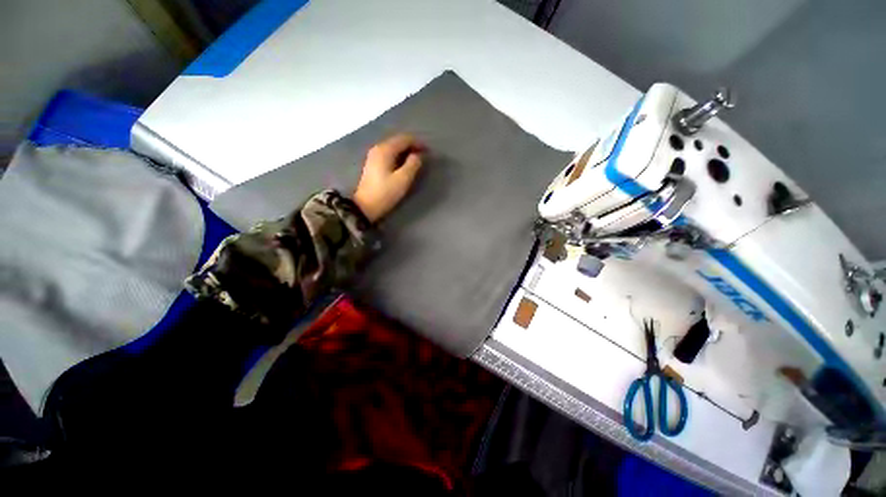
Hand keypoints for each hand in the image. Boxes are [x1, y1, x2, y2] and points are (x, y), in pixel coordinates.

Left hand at [353, 134, 425, 221]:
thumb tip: (418, 155)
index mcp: (385, 150)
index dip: (418, 143)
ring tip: (416, 161)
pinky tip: (404, 165)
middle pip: (398, 141)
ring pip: (394, 148)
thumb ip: (413, 164)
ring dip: (406, 152)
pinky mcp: (373, 164)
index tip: (428, 151)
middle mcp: (378, 148)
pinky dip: (399, 156)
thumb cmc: (386, 192)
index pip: (405, 139)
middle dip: (412, 146)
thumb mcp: (403, 179)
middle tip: (423, 156)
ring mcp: (374, 156)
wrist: (366, 206)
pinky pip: (389, 154)